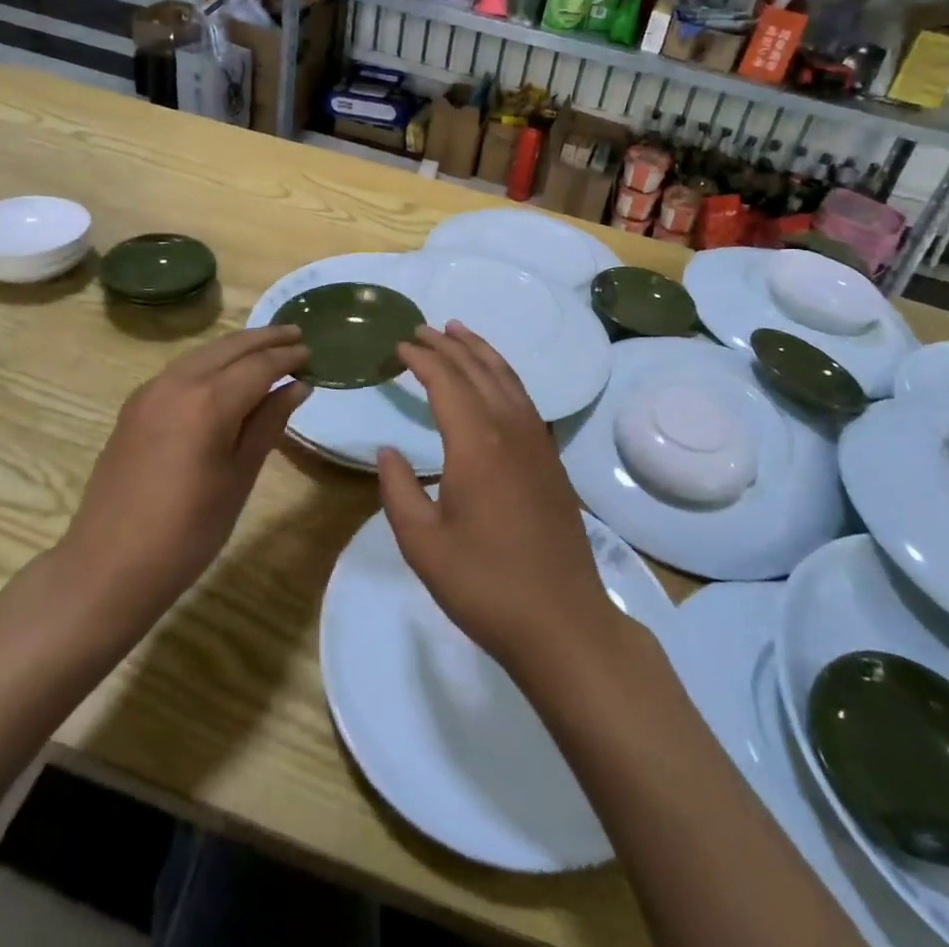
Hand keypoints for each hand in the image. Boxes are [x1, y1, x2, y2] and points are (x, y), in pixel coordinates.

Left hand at [57, 326, 308, 627]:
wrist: (108, 566)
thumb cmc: (188, 530)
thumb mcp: (240, 476)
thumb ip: (269, 423)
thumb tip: (297, 386)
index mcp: (209, 401)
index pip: (259, 365)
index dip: (288, 357)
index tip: (312, 352)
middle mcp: (178, 383)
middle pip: (229, 347)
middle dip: (265, 338)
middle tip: (296, 333)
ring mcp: (150, 392)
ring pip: (203, 353)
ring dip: (237, 347)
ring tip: (267, 347)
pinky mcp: (135, 407)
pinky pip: (182, 369)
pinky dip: (211, 362)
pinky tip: (225, 374)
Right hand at [377, 323, 625, 682]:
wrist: (561, 620)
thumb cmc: (484, 584)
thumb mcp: (423, 544)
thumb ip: (399, 490)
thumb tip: (387, 451)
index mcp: (475, 443)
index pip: (445, 381)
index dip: (421, 358)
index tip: (399, 345)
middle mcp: (509, 428)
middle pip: (477, 369)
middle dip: (448, 345)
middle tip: (422, 329)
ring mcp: (537, 441)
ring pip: (506, 377)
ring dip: (480, 351)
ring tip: (459, 332)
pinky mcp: (551, 458)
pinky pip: (523, 398)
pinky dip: (503, 374)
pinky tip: (495, 379)